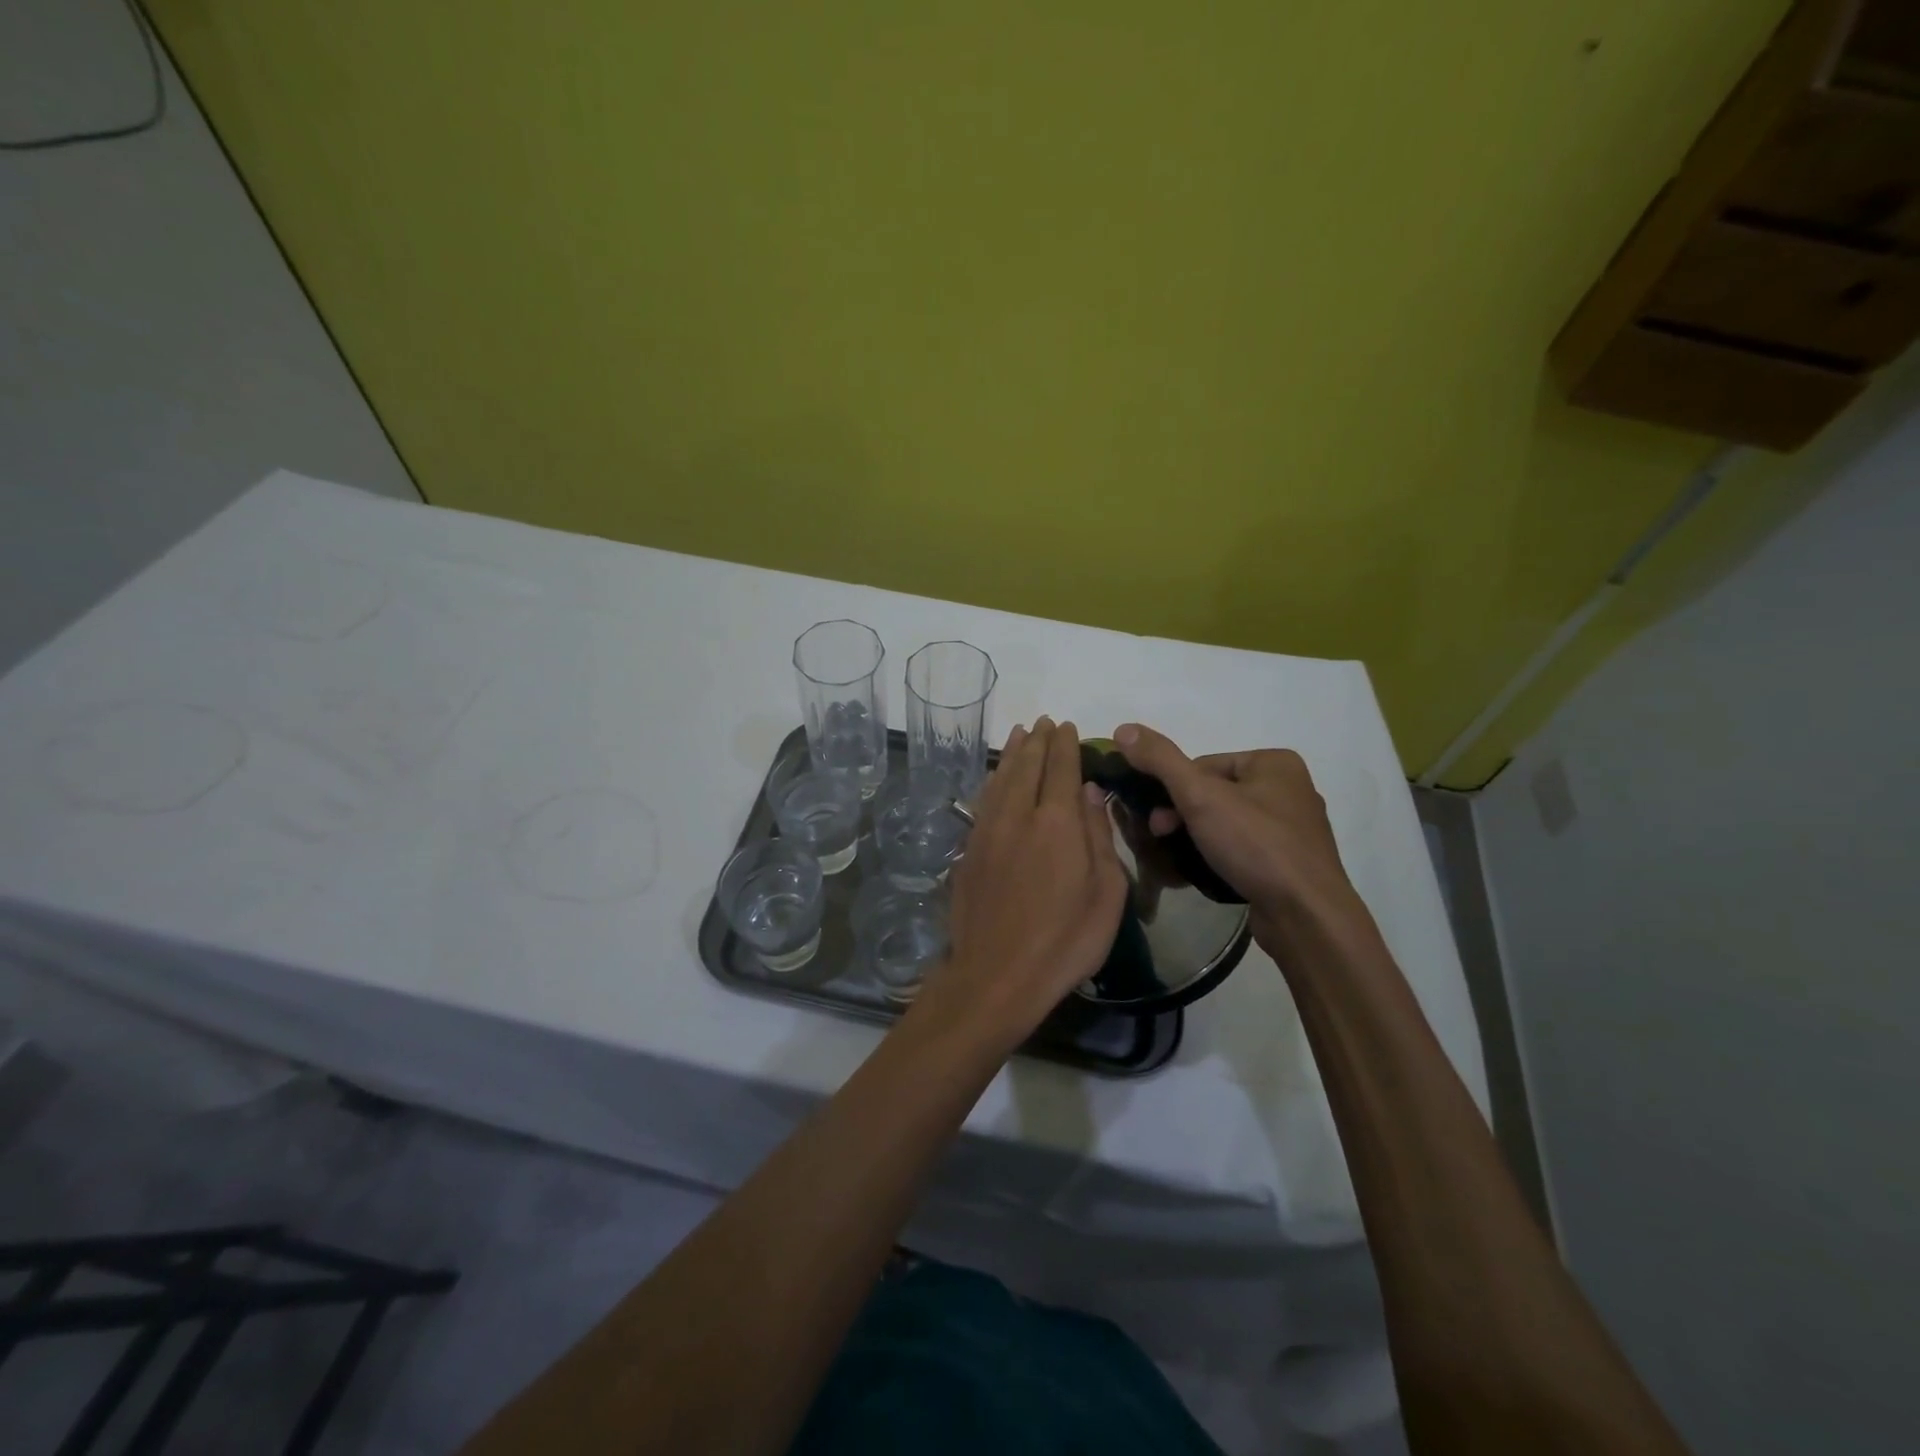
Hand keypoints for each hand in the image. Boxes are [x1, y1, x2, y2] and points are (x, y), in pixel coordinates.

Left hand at [915, 718, 1127, 1049]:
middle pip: (1027, 765)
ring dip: (1012, 754)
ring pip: (1001, 778)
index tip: (1066, 727)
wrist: (997, 975)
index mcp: (1057, 822)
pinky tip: (997, 777)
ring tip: (1020, 734)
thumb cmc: (1065, 941)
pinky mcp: (968, 850)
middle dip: (1037, 740)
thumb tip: (1091, 794)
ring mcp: (987, 831)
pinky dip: (993, 780)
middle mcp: (1018, 815)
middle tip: (1044, 722)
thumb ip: (1099, 837)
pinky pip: (983, 800)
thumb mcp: (1106, 894)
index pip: (1061, 768)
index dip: (1064, 744)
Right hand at [1112, 723, 1359, 946]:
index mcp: (1275, 763)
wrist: (1306, 916)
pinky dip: (1222, 856)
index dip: (1173, 790)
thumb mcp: (1199, 795)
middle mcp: (1289, 789)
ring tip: (1179, 859)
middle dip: (1183, 815)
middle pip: (1215, 793)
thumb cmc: (1255, 845)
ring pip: (1227, 822)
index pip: (1204, 765)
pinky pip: (1245, 849)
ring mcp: (1294, 829)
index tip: (1156, 818)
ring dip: (1198, 837)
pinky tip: (1208, 872)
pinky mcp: (1292, 863)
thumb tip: (1124, 729)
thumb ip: (1160, 760)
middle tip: (1160, 837)